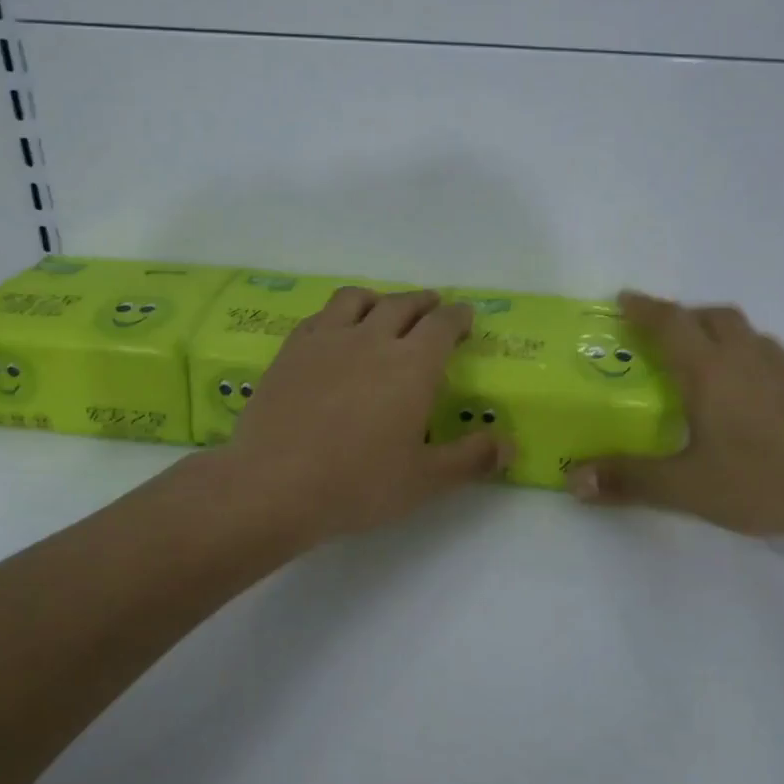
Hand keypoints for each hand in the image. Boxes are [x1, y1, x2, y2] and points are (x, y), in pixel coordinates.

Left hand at [221, 286, 511, 541]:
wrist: (274, 484)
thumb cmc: (358, 484)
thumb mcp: (424, 480)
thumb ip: (471, 459)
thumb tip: (508, 444)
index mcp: (411, 365)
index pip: (442, 325)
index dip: (458, 317)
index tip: (465, 316)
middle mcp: (371, 339)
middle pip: (402, 305)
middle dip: (424, 302)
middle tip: (433, 306)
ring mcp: (326, 340)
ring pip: (357, 299)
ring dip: (379, 298)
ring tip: (384, 307)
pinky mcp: (291, 351)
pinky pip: (320, 316)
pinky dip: (337, 314)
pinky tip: (334, 330)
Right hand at [567, 293, 783, 536]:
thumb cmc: (766, 480)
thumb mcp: (688, 488)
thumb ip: (631, 480)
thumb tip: (572, 479)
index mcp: (711, 371)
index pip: (670, 323)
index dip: (645, 308)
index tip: (624, 298)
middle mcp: (750, 359)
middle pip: (715, 317)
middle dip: (686, 316)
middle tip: (666, 335)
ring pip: (752, 337)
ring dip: (725, 339)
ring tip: (712, 368)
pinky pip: (782, 365)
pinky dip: (760, 369)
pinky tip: (762, 405)